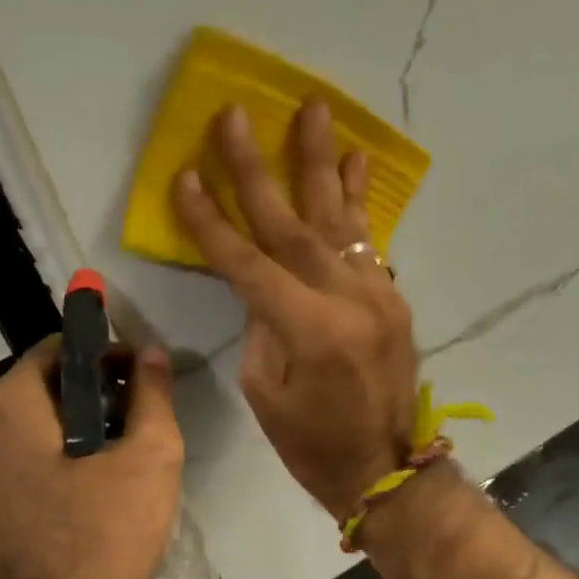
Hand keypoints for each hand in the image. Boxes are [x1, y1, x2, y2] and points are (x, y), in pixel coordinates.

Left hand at [0, 338, 183, 578]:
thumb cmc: (106, 535)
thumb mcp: (150, 457)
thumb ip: (153, 395)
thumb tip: (152, 354)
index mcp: (10, 408)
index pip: (55, 350)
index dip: (103, 354)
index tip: (140, 377)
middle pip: (42, 391)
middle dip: (92, 393)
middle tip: (139, 417)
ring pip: (31, 432)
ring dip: (75, 431)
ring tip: (122, 455)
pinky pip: (22, 468)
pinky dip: (56, 463)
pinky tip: (92, 494)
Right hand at [172, 101, 418, 518]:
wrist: (386, 469)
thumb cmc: (312, 445)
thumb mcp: (265, 393)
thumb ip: (260, 327)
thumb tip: (261, 283)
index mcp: (308, 329)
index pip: (247, 262)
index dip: (212, 221)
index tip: (186, 175)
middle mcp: (347, 299)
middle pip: (292, 224)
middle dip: (259, 170)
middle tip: (237, 114)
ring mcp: (377, 295)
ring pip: (341, 219)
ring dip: (323, 163)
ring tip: (317, 109)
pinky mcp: (392, 300)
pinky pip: (369, 242)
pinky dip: (359, 202)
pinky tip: (356, 163)